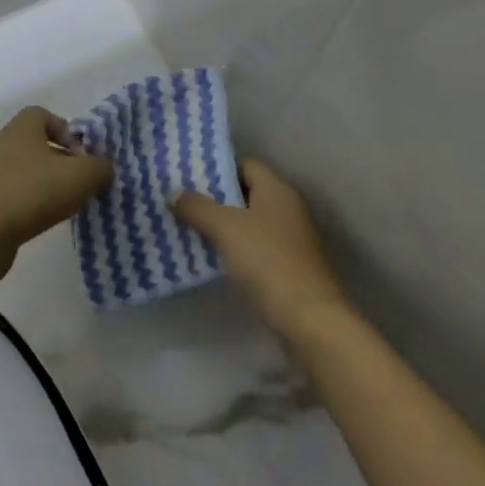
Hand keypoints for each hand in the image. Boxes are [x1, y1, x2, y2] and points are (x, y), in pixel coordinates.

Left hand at [0, 108, 111, 284]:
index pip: (46, 116)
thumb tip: (104, 168)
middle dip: (63, 162)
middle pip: (39, 145)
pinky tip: (43, 221)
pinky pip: (16, 194)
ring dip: (49, 185)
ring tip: (66, 206)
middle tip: (81, 183)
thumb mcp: (82, 176)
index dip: (68, 132)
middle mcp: (4, 143)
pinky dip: (32, 204)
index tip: (82, 157)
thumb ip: (101, 167)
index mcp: (23, 126)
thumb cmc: (33, 192)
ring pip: (29, 171)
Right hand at [174, 161, 351, 340]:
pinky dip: (234, 251)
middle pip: (246, 195)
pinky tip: (210, 260)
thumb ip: (198, 207)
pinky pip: (255, 249)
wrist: (308, 319)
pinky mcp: (288, 268)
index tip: (189, 178)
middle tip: (182, 205)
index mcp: (277, 190)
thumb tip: (176, 195)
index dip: (218, 170)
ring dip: (222, 228)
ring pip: (249, 224)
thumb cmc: (267, 261)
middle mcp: (287, 209)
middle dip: (215, 200)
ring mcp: (290, 240)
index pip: (246, 166)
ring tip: (188, 231)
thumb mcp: (225, 228)